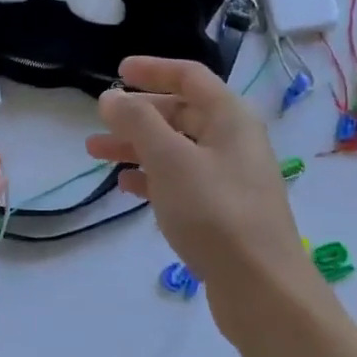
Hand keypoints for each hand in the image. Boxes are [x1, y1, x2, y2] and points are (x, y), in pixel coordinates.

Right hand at [89, 56, 312, 331]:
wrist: (260, 287)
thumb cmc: (214, 212)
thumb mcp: (170, 159)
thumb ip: (137, 122)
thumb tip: (111, 97)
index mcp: (230, 117)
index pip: (190, 77)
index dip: (152, 70)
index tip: (116, 71)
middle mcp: (233, 141)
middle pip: (181, 113)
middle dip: (137, 115)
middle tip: (99, 122)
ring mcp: (228, 177)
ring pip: (176, 149)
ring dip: (137, 147)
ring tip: (96, 153)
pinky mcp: (221, 211)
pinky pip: (180, 180)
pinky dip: (151, 177)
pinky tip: (125, 187)